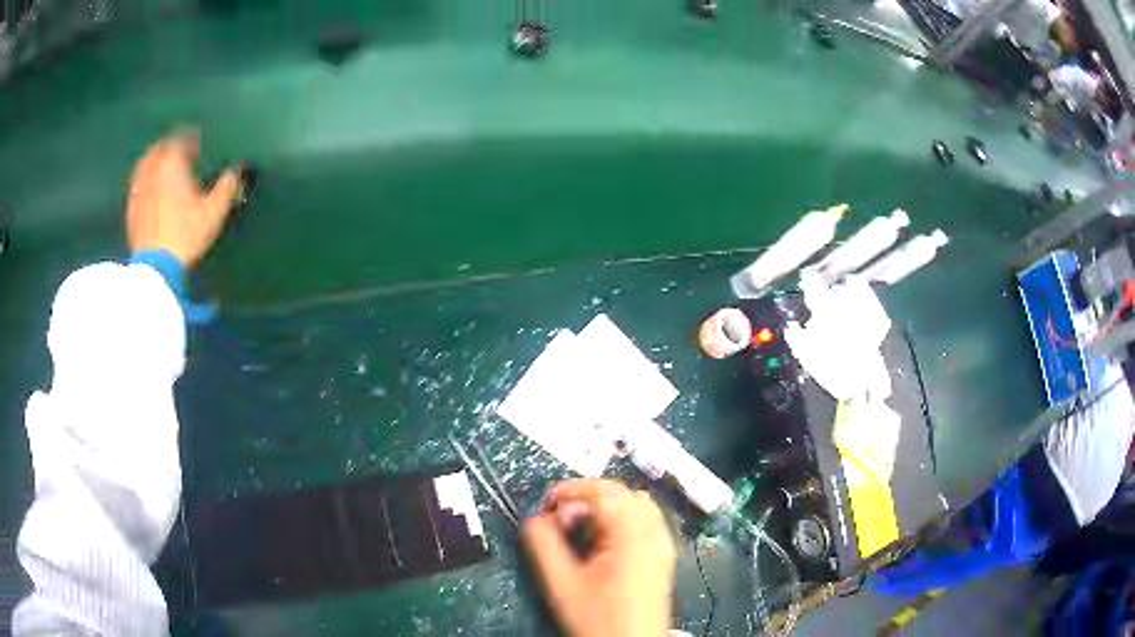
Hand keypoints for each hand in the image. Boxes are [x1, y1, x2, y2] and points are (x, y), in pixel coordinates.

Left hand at [126, 131, 242, 267]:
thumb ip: (225, 188)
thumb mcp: (213, 213)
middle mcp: (153, 170)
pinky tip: (151, 188)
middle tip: (179, 152)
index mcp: (173, 164)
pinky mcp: (131, 207)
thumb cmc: (185, 235)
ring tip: (163, 167)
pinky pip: (137, 184)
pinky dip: (145, 180)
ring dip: (154, 160)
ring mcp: (139, 189)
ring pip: (145, 164)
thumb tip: (236, 171)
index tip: (198, 143)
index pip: (181, 138)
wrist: (156, 266)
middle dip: (170, 146)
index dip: (190, 138)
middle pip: (159, 148)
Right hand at [522, 479, 675, 636]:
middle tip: (561, 515)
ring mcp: (661, 544)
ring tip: (580, 524)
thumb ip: (543, 546)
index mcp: (632, 536)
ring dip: (605, 505)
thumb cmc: (602, 621)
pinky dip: (622, 516)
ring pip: (635, 503)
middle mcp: (653, 534)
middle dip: (586, 497)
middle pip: (621, 492)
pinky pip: (645, 519)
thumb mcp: (562, 584)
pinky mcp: (662, 555)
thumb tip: (534, 521)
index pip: (603, 492)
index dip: (571, 491)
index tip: (549, 503)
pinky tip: (604, 535)